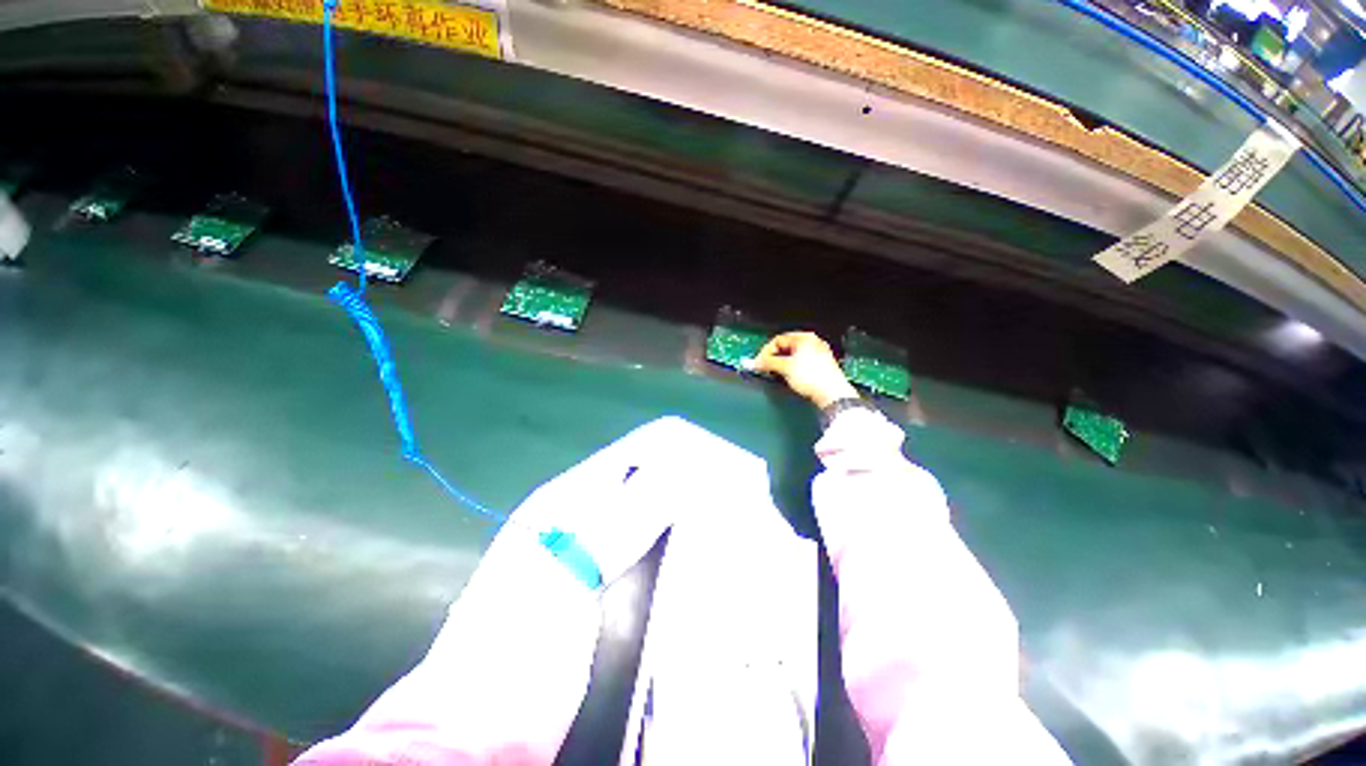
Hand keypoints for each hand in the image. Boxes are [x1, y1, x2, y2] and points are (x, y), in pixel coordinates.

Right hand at [754, 331, 858, 407]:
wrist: (832, 393)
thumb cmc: (811, 376)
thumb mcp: (785, 367)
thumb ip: (768, 362)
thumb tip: (756, 362)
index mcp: (805, 338)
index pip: (778, 339)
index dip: (766, 351)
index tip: (759, 362)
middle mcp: (813, 343)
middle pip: (786, 347)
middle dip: (774, 358)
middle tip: (766, 368)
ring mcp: (818, 354)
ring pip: (793, 356)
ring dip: (783, 364)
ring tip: (778, 374)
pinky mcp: (821, 366)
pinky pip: (801, 363)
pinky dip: (792, 369)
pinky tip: (790, 377)